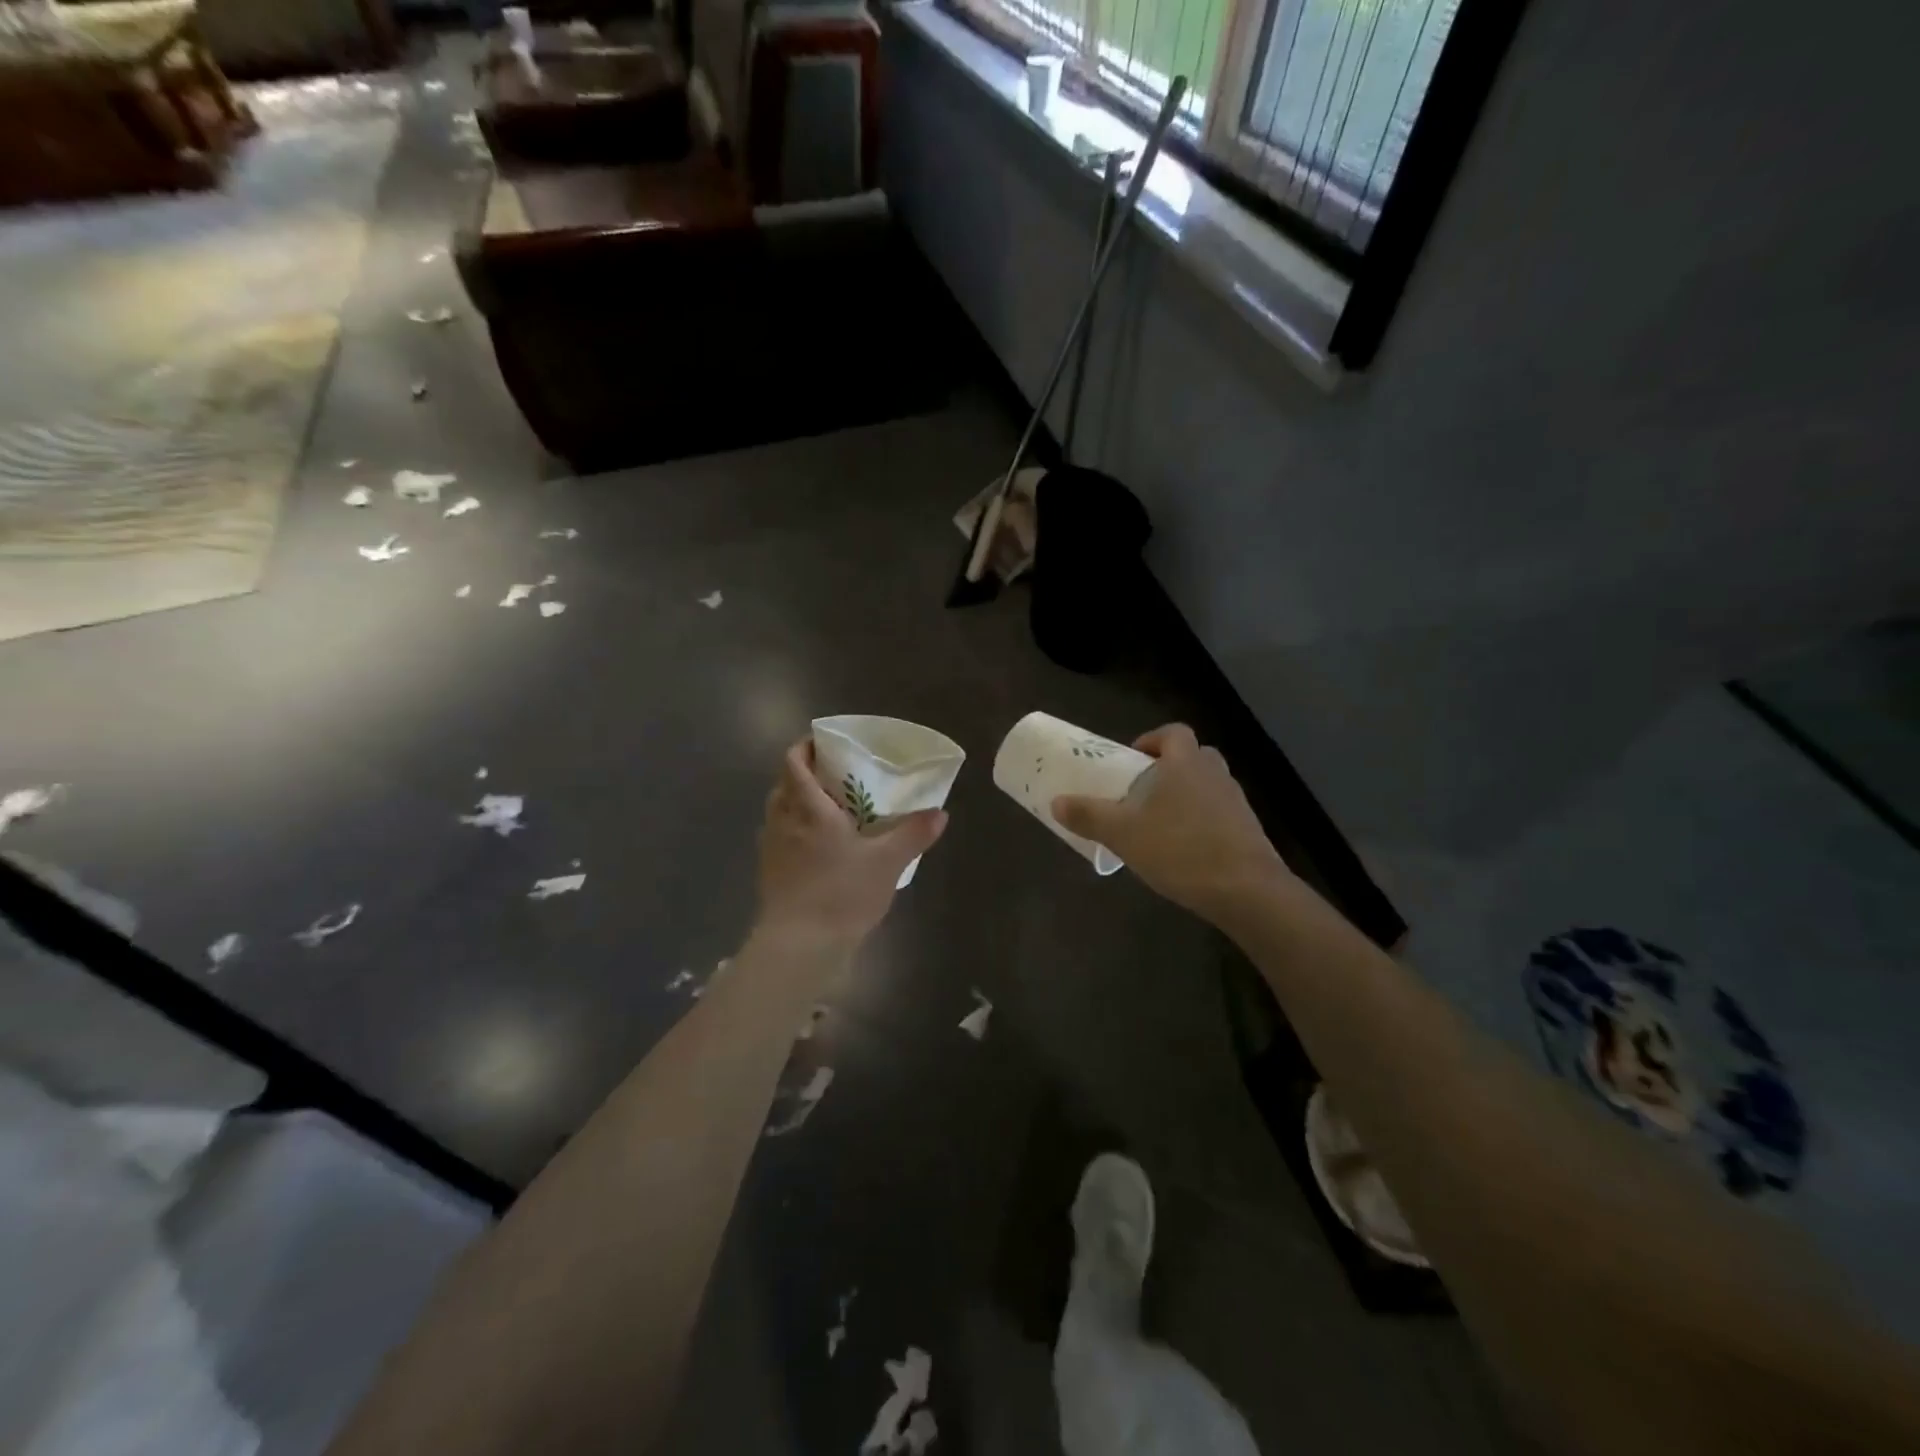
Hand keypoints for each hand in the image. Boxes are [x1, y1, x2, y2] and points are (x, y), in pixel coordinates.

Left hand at [753, 738, 947, 951]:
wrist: (799, 947)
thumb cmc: (841, 894)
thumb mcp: (887, 862)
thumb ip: (913, 834)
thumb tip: (940, 813)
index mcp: (808, 808)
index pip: (794, 762)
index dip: (805, 747)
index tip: (826, 745)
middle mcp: (783, 820)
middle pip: (785, 784)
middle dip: (806, 775)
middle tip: (836, 778)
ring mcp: (771, 847)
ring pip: (779, 811)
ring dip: (798, 803)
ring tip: (829, 811)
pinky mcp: (769, 872)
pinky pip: (779, 837)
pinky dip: (794, 831)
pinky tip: (818, 848)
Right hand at [1052, 724, 1288, 919]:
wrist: (1246, 891)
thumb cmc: (1179, 849)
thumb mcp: (1123, 834)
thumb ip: (1089, 816)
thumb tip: (1057, 802)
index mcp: (1185, 762)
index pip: (1173, 733)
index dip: (1151, 740)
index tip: (1131, 761)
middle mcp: (1214, 773)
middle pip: (1191, 757)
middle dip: (1166, 769)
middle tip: (1141, 792)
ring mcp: (1236, 802)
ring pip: (1206, 786)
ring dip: (1183, 797)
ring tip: (1157, 825)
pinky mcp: (1248, 830)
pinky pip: (1218, 814)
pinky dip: (1200, 823)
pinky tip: (1182, 851)